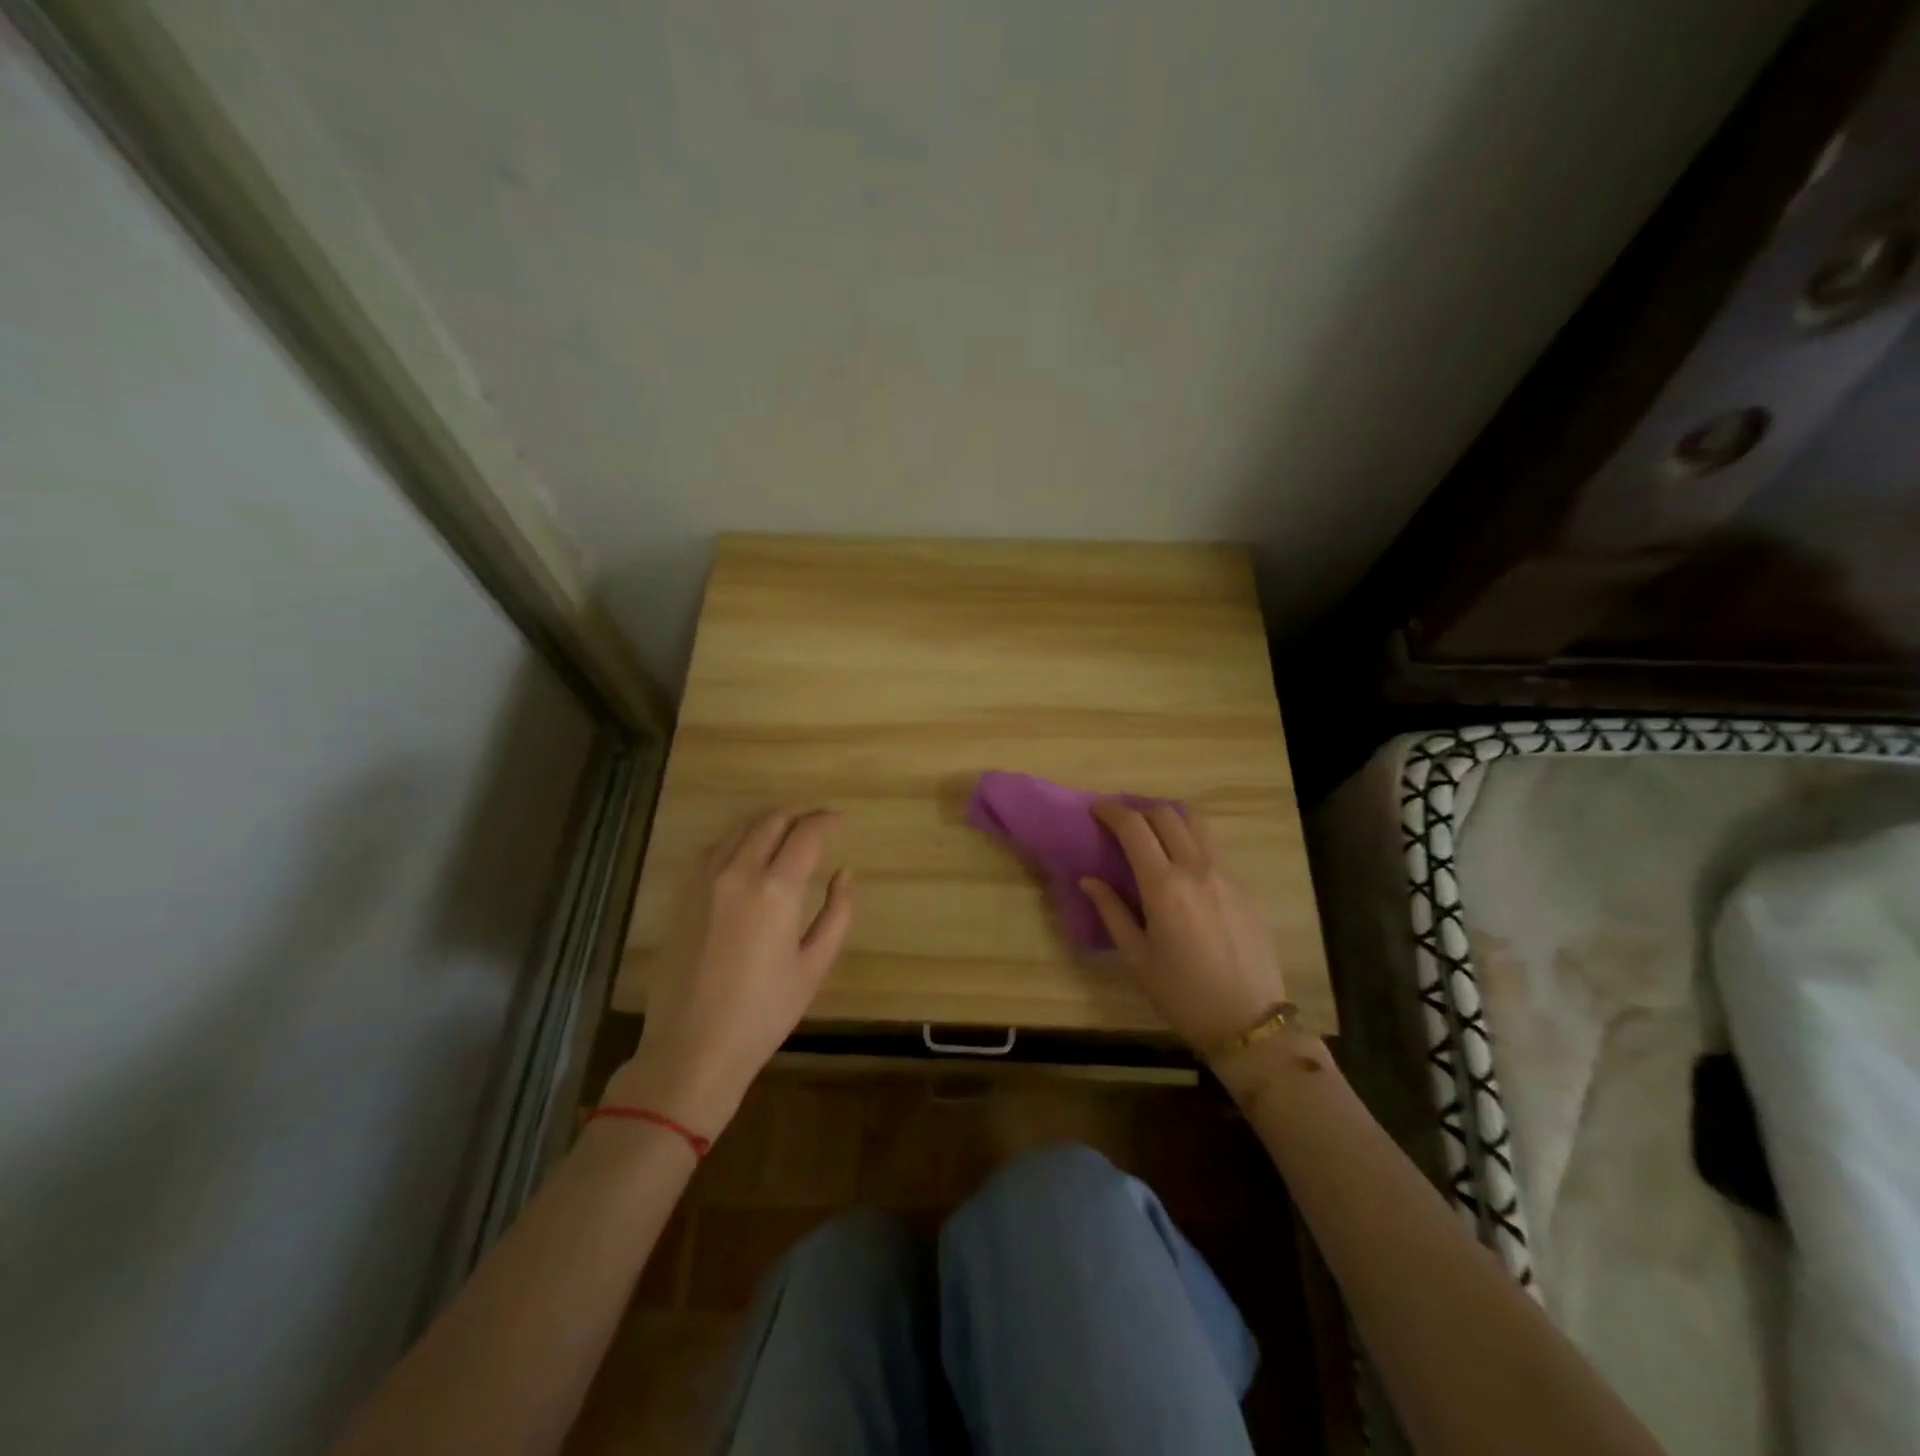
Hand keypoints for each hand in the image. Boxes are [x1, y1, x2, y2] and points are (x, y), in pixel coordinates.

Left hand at [604, 808, 853, 1136]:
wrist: (692, 1048)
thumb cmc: (763, 1013)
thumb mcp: (814, 966)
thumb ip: (837, 913)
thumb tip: (844, 874)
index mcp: (776, 890)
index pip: (806, 833)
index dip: (827, 820)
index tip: (841, 820)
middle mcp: (738, 872)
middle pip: (771, 821)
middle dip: (799, 813)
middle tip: (818, 819)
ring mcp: (705, 881)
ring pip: (739, 829)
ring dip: (768, 821)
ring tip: (787, 829)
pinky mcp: (683, 895)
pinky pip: (714, 849)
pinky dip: (738, 838)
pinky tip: (748, 851)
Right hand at [1079, 801, 1286, 1054]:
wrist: (1248, 1022)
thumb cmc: (1182, 995)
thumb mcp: (1137, 957)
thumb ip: (1111, 911)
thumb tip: (1088, 880)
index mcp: (1164, 886)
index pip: (1134, 827)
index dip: (1111, 810)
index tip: (1096, 809)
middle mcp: (1197, 869)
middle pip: (1166, 814)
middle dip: (1138, 809)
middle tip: (1121, 822)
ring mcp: (1227, 874)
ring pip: (1197, 822)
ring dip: (1169, 817)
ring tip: (1153, 833)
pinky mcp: (1245, 887)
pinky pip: (1214, 847)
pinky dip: (1192, 840)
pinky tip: (1182, 865)